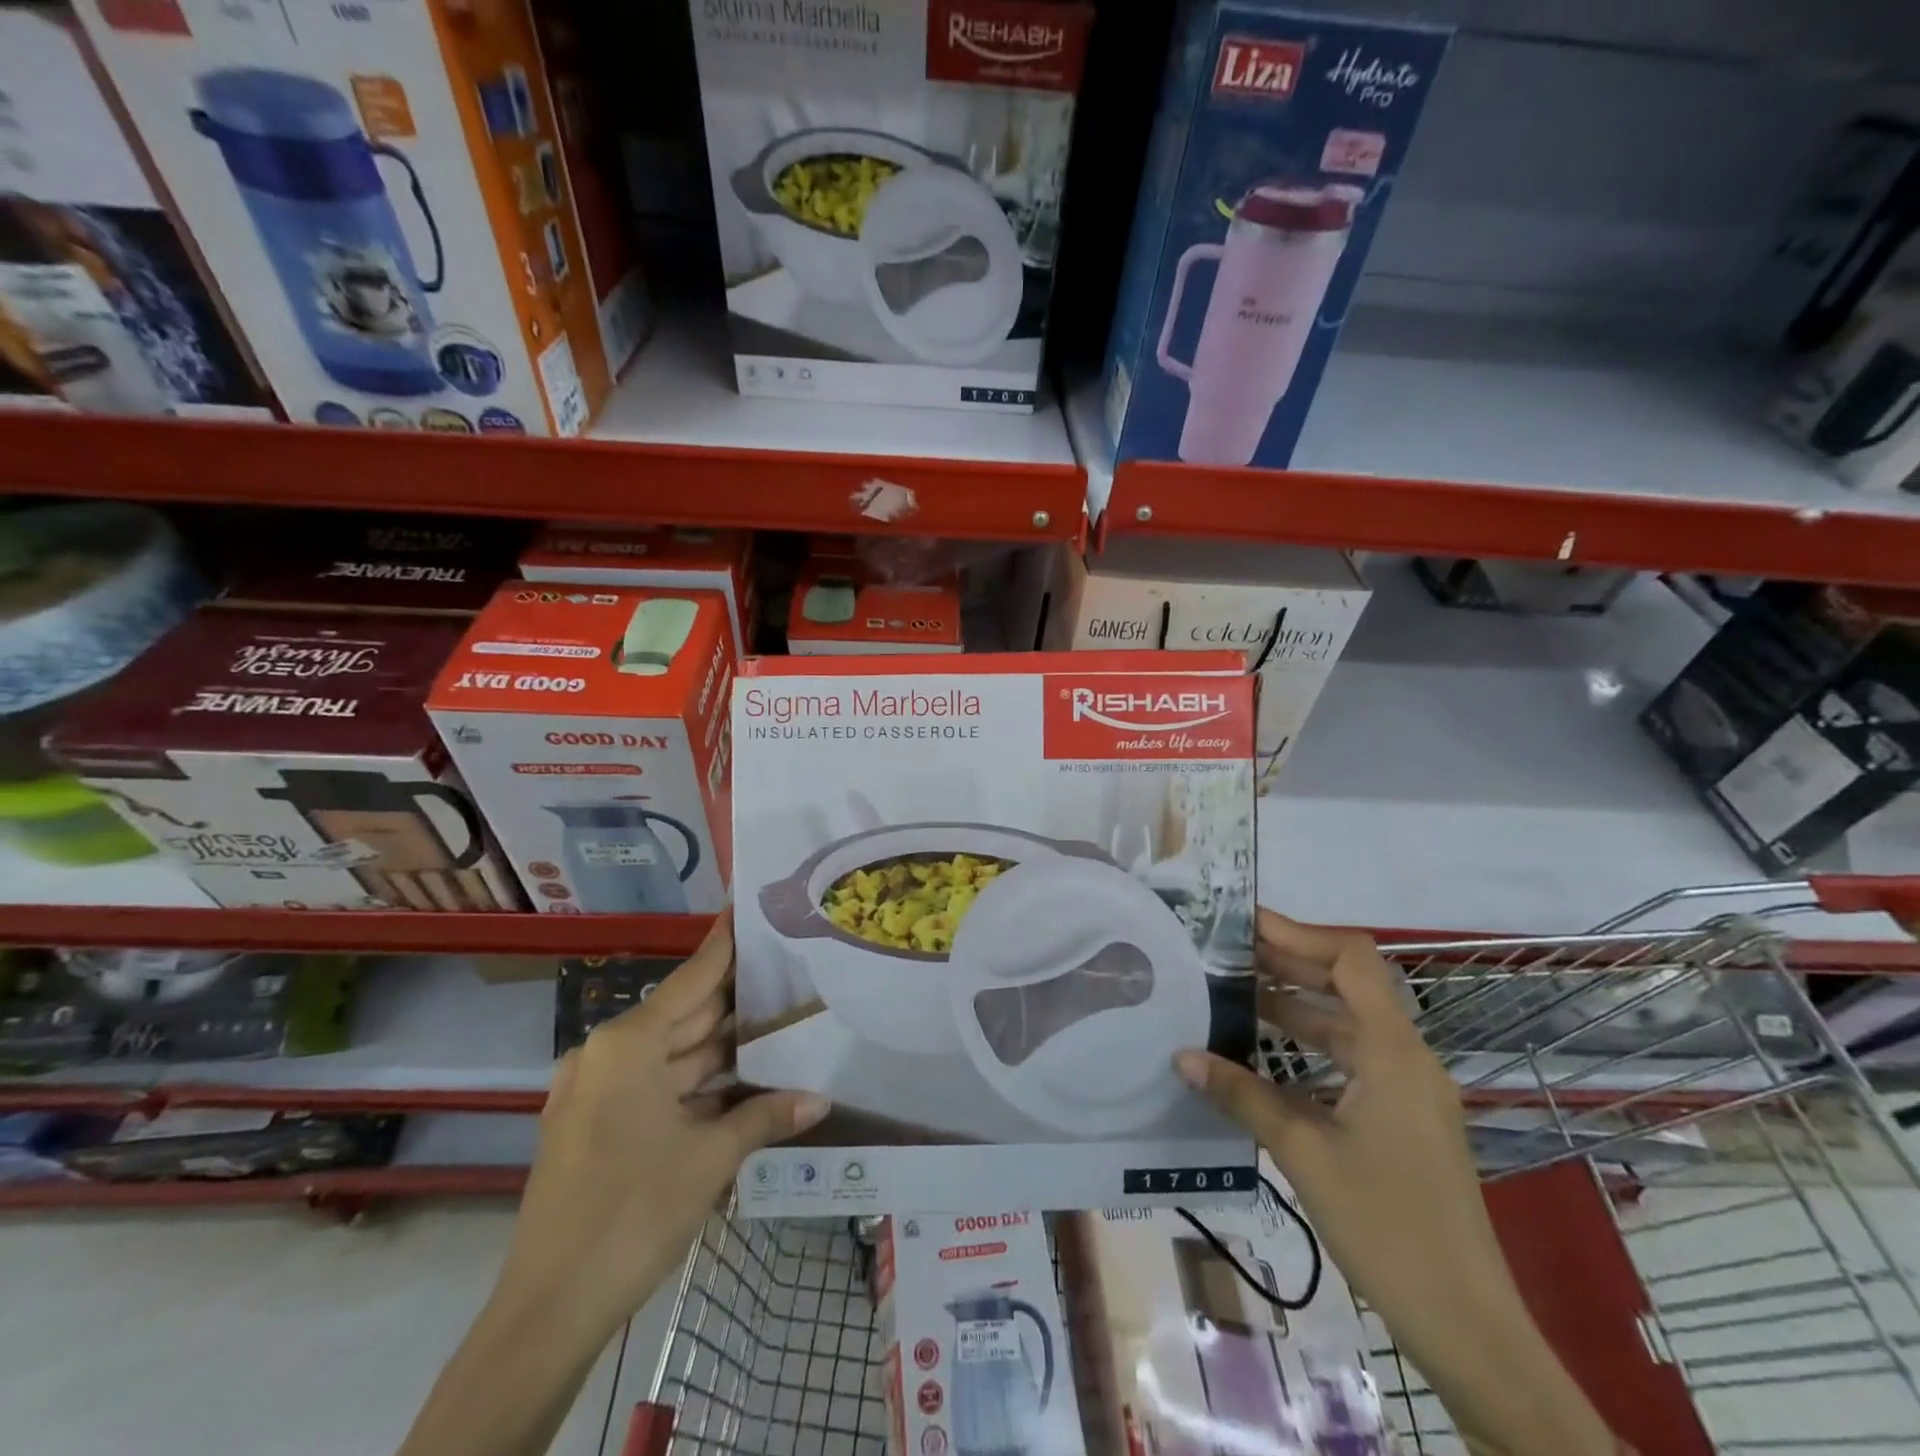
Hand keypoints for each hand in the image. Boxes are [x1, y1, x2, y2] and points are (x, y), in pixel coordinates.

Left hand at [495, 914, 828, 1341]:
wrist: (548, 1310)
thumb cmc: (632, 1211)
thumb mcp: (710, 1158)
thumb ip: (766, 1117)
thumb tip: (820, 1100)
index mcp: (627, 1044)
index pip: (691, 979)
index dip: (724, 945)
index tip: (747, 909)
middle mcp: (608, 1056)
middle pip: (683, 1016)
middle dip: (733, 1001)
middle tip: (784, 971)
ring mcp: (597, 1093)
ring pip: (672, 1056)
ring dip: (719, 1049)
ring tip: (776, 1023)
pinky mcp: (595, 1128)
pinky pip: (656, 1089)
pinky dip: (696, 1084)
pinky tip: (741, 1080)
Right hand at [1176, 911, 1617, 1455]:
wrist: (1467, 1324)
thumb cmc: (1388, 1227)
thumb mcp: (1304, 1154)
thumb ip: (1242, 1096)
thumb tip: (1182, 1056)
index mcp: (1393, 1052)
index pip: (1351, 960)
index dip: (1298, 933)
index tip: (1244, 925)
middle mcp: (1406, 1057)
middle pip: (1348, 983)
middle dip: (1288, 961)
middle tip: (1226, 952)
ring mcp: (1408, 1088)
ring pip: (1348, 1022)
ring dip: (1296, 1003)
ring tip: (1235, 992)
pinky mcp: (1403, 1116)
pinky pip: (1352, 1058)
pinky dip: (1310, 1043)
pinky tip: (1267, 1053)